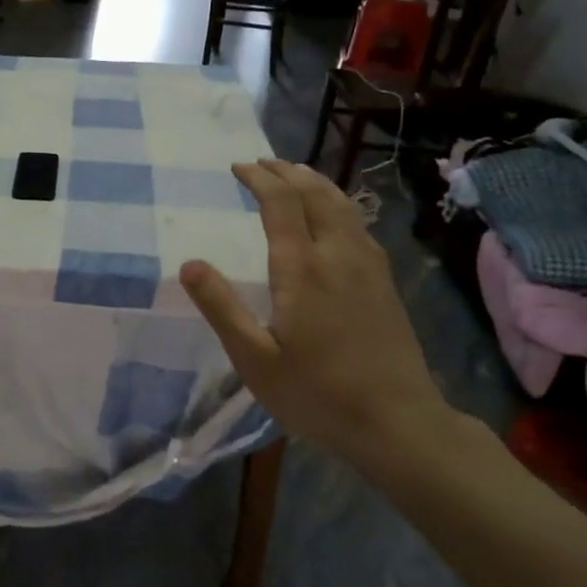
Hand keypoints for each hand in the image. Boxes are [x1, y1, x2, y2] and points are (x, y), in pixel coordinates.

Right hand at [179, 159, 449, 465]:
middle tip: (262, 163)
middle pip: (316, 194)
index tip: (238, 167)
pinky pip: (358, 224)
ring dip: (315, 182)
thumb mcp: (255, 359)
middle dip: (287, 171)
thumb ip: (221, 309)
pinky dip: (337, 204)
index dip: (259, 179)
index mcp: (302, 268)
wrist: (399, 424)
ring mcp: (368, 267)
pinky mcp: (385, 283)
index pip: (281, 203)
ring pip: (343, 205)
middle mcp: (338, 255)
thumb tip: (188, 265)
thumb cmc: (318, 393)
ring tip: (295, 175)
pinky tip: (333, 217)